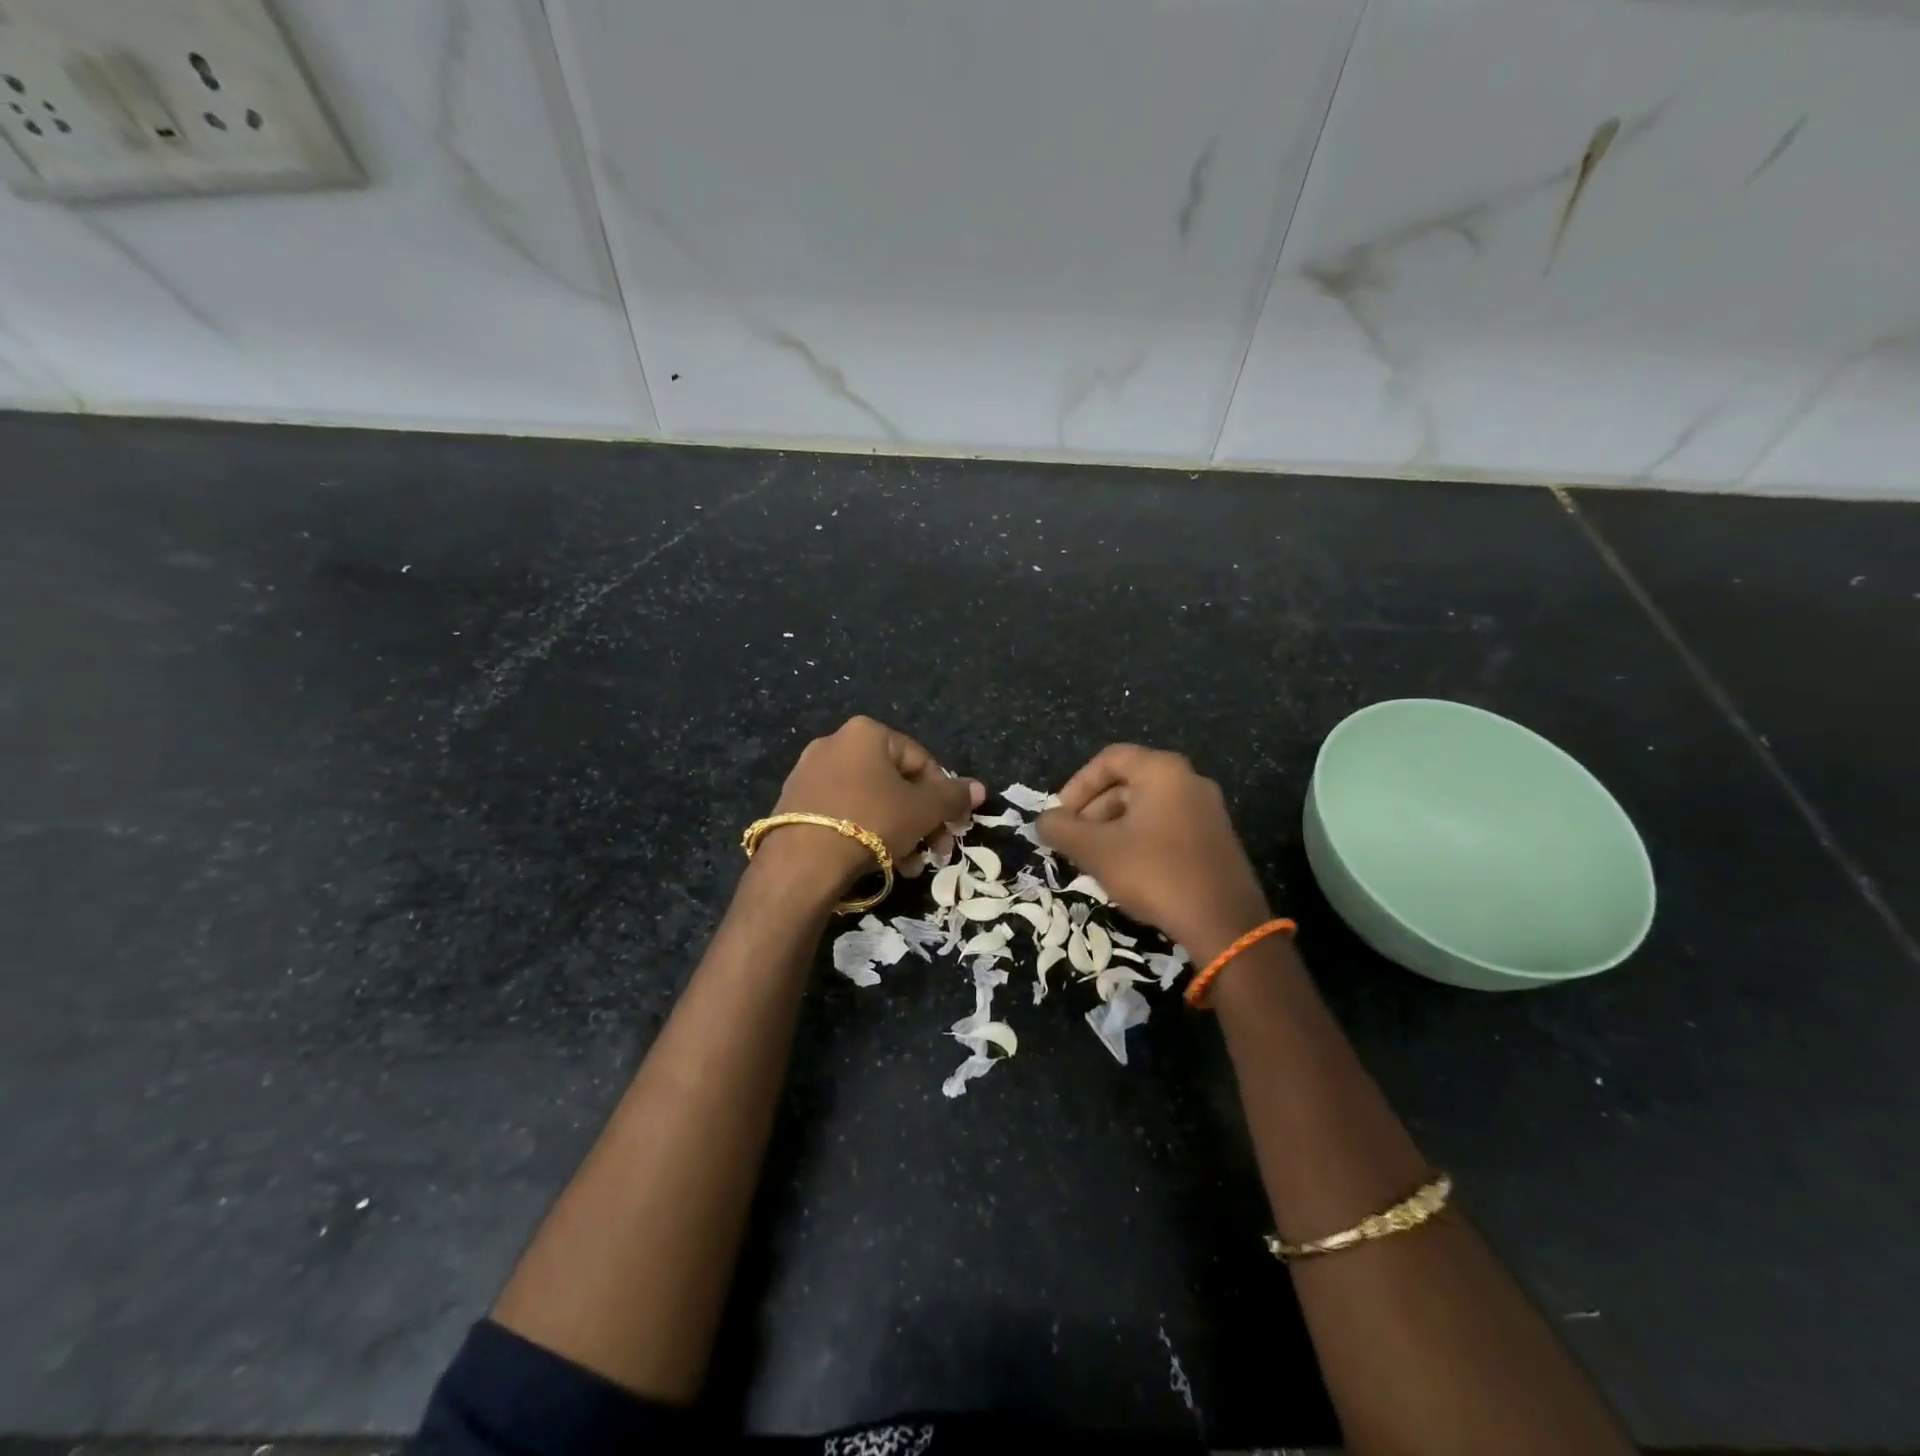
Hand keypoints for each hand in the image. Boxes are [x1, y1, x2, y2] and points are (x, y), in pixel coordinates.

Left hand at [760, 716, 982, 899]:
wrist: (802, 862)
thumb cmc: (871, 822)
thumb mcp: (923, 810)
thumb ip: (953, 796)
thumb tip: (979, 789)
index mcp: (867, 732)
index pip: (921, 760)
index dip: (944, 796)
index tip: (951, 828)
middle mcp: (834, 743)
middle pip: (894, 782)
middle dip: (919, 819)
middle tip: (932, 851)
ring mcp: (809, 772)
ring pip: (869, 801)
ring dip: (896, 831)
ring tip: (906, 866)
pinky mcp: (793, 803)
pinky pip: (842, 813)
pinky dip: (863, 833)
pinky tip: (876, 863)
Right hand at [1037, 744, 1269, 961]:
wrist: (1224, 923)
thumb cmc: (1155, 873)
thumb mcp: (1096, 851)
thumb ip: (1062, 829)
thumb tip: (1043, 821)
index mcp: (1162, 771)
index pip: (1109, 759)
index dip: (1077, 785)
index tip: (1060, 817)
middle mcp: (1189, 780)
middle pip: (1128, 782)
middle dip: (1093, 810)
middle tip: (1073, 842)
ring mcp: (1207, 810)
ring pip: (1146, 807)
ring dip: (1113, 827)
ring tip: (1094, 860)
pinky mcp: (1215, 839)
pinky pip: (1167, 826)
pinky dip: (1139, 839)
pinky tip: (1127, 871)